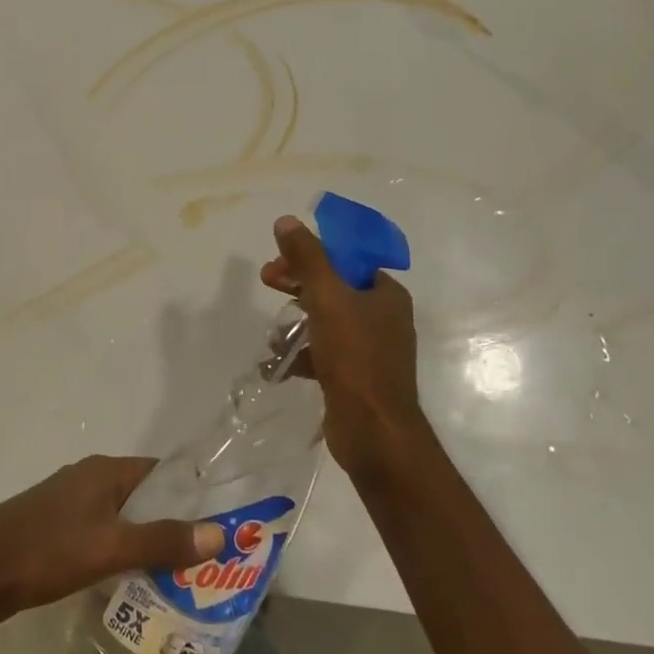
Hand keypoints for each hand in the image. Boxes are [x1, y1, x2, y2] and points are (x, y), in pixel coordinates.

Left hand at [0, 457, 224, 628]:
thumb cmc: (47, 551)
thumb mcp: (110, 547)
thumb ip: (162, 541)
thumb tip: (218, 534)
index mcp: (104, 470)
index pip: (160, 472)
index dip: (190, 493)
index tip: (217, 523)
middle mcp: (89, 477)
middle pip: (142, 494)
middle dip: (171, 521)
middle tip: (202, 558)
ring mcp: (68, 501)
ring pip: (120, 515)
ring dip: (145, 538)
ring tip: (175, 574)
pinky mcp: (54, 527)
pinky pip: (100, 531)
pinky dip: (120, 548)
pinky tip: (129, 579)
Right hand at [261, 214, 425, 478]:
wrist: (374, 433)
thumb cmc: (355, 358)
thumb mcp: (327, 298)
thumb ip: (307, 258)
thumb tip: (286, 220)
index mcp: (386, 294)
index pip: (346, 260)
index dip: (311, 255)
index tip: (280, 261)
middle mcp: (383, 318)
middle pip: (333, 288)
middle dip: (298, 284)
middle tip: (267, 282)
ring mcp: (371, 351)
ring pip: (327, 322)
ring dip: (297, 322)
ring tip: (272, 335)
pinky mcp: (356, 379)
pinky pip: (324, 354)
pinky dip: (301, 354)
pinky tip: (276, 363)